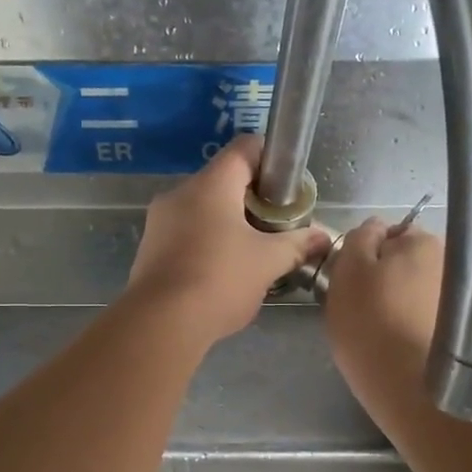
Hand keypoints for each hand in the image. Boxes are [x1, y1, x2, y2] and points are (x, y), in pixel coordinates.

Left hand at [126, 135, 329, 349]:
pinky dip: (206, 244)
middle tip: (275, 227)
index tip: (288, 189)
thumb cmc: (220, 280)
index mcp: (211, 184)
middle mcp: (180, 193)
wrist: (161, 323)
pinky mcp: (149, 249)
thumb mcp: (268, 262)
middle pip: (223, 181)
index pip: (245, 148)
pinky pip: (184, 234)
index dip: (271, 160)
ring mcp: (159, 221)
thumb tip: (322, 236)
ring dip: (228, 225)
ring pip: (202, 210)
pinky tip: (221, 273)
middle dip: (252, 201)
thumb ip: (297, 244)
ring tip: (252, 254)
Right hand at [323, 217, 444, 431]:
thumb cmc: (370, 323)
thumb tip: (374, 228)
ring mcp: (458, 296)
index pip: (388, 233)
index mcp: (422, 240)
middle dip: (386, 277)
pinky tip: (401, 344)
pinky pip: (427, 315)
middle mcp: (448, 261)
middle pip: (405, 262)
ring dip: (400, 301)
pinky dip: (414, 323)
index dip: (365, 255)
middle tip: (362, 307)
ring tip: (383, 331)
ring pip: (416, 289)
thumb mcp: (348, 271)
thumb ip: (359, 239)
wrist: (409, 386)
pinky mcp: (460, 328)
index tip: (351, 282)